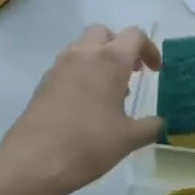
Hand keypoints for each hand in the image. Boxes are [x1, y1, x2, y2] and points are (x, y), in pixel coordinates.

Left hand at [0, 25, 164, 194]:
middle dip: (120, 46)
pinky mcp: (43, 82)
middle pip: (104, 33)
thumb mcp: (128, 139)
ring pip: (83, 47)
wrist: (33, 162)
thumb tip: (161, 123)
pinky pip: (68, 65)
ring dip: (99, 58)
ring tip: (109, 91)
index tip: (155, 71)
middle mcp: (84, 54)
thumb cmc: (88, 144)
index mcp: (111, 60)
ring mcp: (60, 66)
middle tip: (131, 72)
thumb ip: (151, 127)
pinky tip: (86, 104)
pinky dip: (82, 72)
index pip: (135, 35)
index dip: (149, 49)